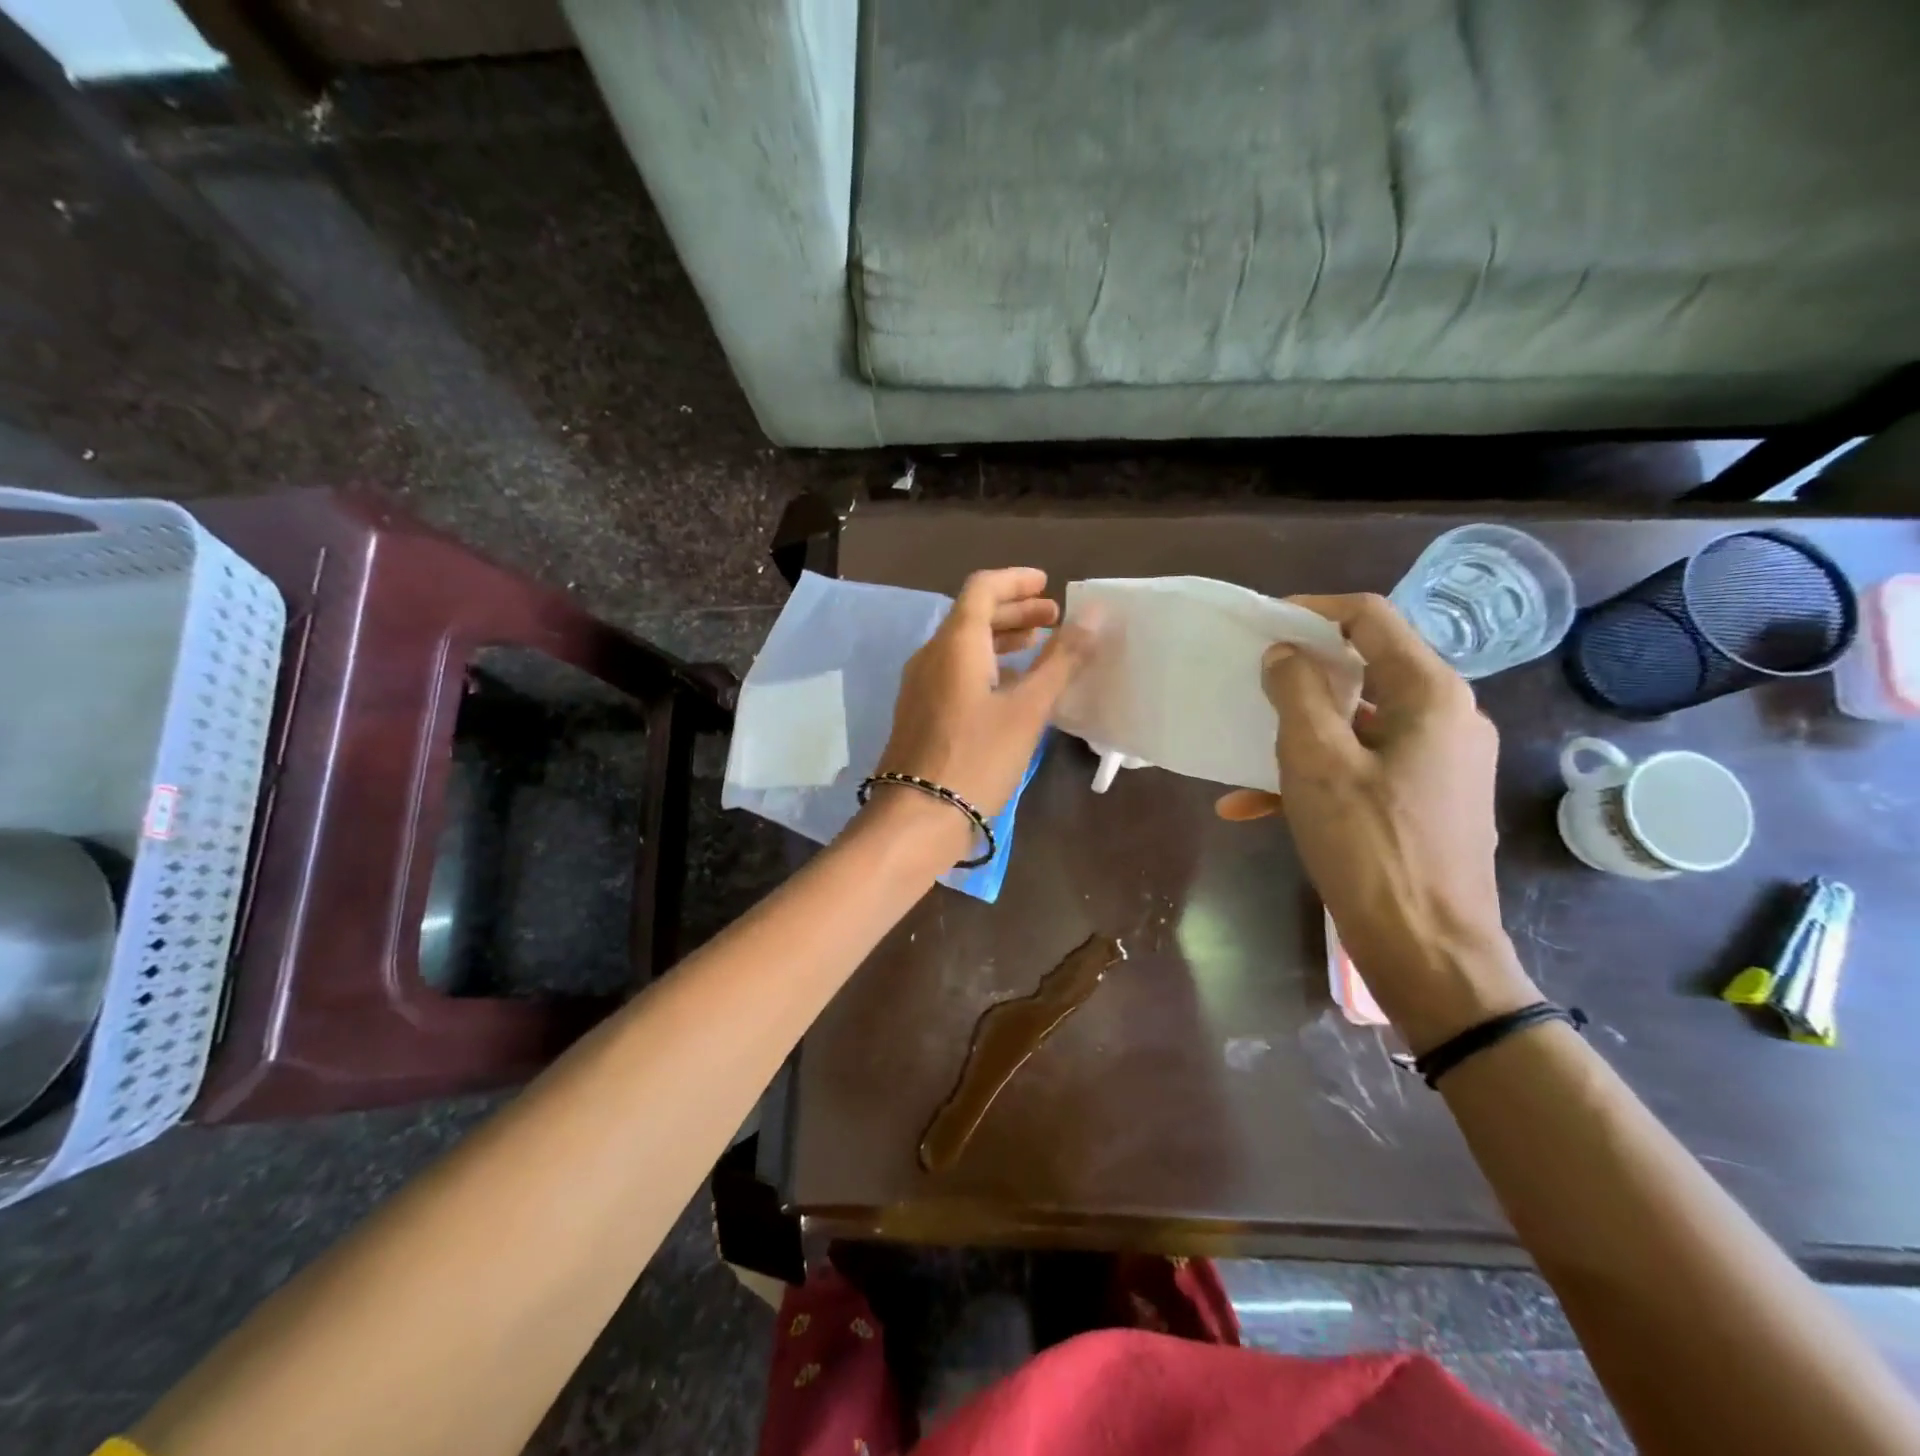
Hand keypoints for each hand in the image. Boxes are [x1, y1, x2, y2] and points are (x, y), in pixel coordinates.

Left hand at [873, 567, 1092, 818]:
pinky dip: (987, 666)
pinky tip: (1012, 689)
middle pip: (973, 616)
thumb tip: (1096, 614)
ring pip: (964, 646)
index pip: (983, 588)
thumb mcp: (1028, 709)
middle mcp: (932, 655)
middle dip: (1015, 611)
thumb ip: (1062, 659)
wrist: (918, 818)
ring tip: (1040, 648)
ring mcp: (922, 685)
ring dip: (1002, 639)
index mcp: (955, 643)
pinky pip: (956, 673)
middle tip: (1055, 619)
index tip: (1048, 585)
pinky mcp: (922, 713)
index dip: (1016, 581)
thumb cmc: (977, 758)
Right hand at [1221, 593, 1536, 1049]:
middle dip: (1301, 675)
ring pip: (1358, 723)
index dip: (1313, 611)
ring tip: (1244, 749)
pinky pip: (1363, 767)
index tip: (1263, 624)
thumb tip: (1285, 653)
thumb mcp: (1317, 762)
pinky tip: (1253, 806)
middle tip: (1249, 684)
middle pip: (1366, 669)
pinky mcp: (1426, 798)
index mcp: (1430, 695)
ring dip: (1299, 733)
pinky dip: (1315, 775)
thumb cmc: (1370, 847)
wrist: (1427, 950)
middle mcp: (1446, 718)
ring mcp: (1439, 761)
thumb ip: (1297, 694)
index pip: (1372, 620)